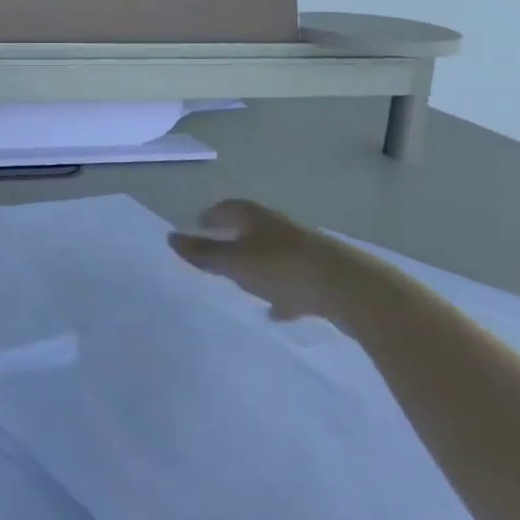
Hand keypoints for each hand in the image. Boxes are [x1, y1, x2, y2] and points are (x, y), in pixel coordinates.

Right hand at [169, 200, 353, 320]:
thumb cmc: (283, 268)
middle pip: (251, 229)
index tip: (197, 228)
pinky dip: (281, 291)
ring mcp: (303, 249)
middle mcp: (280, 226)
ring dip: (257, 267)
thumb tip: (170, 238)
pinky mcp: (321, 274)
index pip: (226, 208)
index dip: (210, 217)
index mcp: (256, 217)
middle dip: (233, 241)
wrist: (349, 288)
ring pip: (272, 255)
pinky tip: (277, 311)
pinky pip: (293, 280)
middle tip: (215, 257)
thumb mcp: (236, 263)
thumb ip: (203, 253)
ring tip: (242, 285)